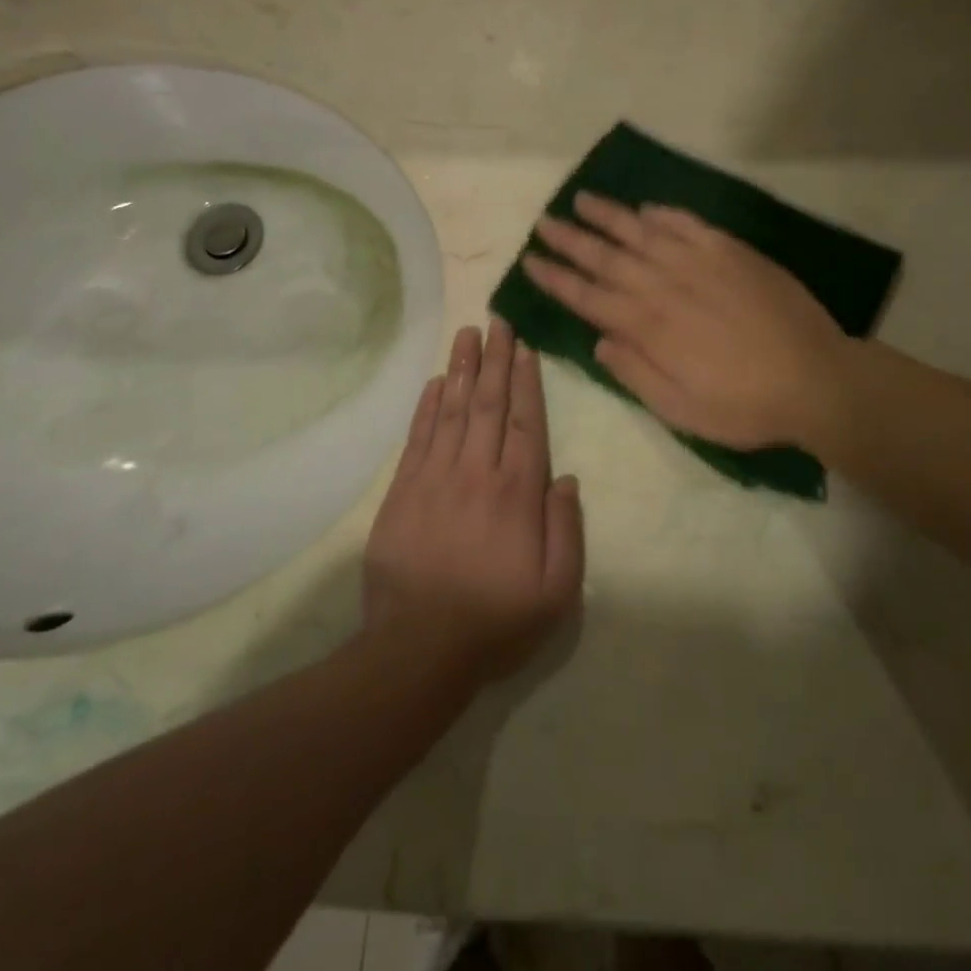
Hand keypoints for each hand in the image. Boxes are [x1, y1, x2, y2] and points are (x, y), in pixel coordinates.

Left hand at [362, 319, 584, 691]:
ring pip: (452, 410)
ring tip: (468, 334)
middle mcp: (477, 473)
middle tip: (497, 321)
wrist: (417, 649)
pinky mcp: (403, 491)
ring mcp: (435, 478)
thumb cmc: (495, 621)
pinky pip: (418, 437)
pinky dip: (427, 405)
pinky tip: (435, 381)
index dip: (526, 381)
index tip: (524, 347)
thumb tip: (566, 478)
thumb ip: (567, 529)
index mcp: (517, 493)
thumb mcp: (556, 591)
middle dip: (495, 360)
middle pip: (489, 404)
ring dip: (462, 369)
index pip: (526, 422)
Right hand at [521, 193, 854, 450]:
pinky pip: (689, 224)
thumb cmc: (744, 405)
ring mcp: (700, 263)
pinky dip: (665, 214)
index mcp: (649, 327)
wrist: (815, 379)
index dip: (556, 279)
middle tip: (544, 222)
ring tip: (581, 199)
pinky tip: (647, 208)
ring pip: (643, 232)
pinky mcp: (732, 252)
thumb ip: (634, 373)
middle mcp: (665, 286)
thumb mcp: (679, 410)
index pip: (588, 296)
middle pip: (607, 257)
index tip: (530, 261)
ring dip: (609, 216)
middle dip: (571, 239)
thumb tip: (599, 341)